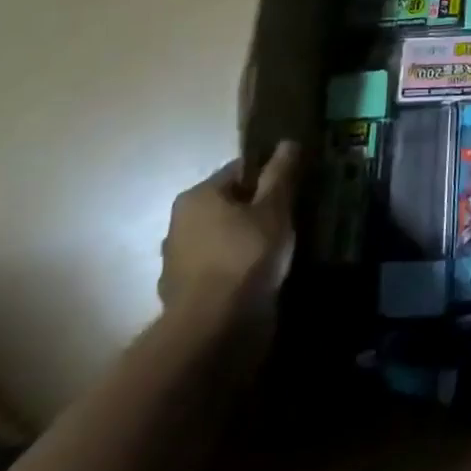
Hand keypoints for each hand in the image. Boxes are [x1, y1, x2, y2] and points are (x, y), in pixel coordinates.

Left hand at [158, 140, 301, 336]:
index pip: (240, 170)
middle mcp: (179, 223)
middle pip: (230, 204)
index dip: (270, 176)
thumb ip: (280, 174)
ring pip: (222, 237)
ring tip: (279, 248)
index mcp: (197, 196)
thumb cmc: (245, 256)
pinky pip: (217, 266)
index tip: (294, 189)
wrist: (213, 328)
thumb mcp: (274, 208)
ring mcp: (177, 260)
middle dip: (258, 209)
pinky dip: (236, 267)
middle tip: (291, 218)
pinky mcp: (183, 292)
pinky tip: (259, 274)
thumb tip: (287, 142)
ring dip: (246, 240)